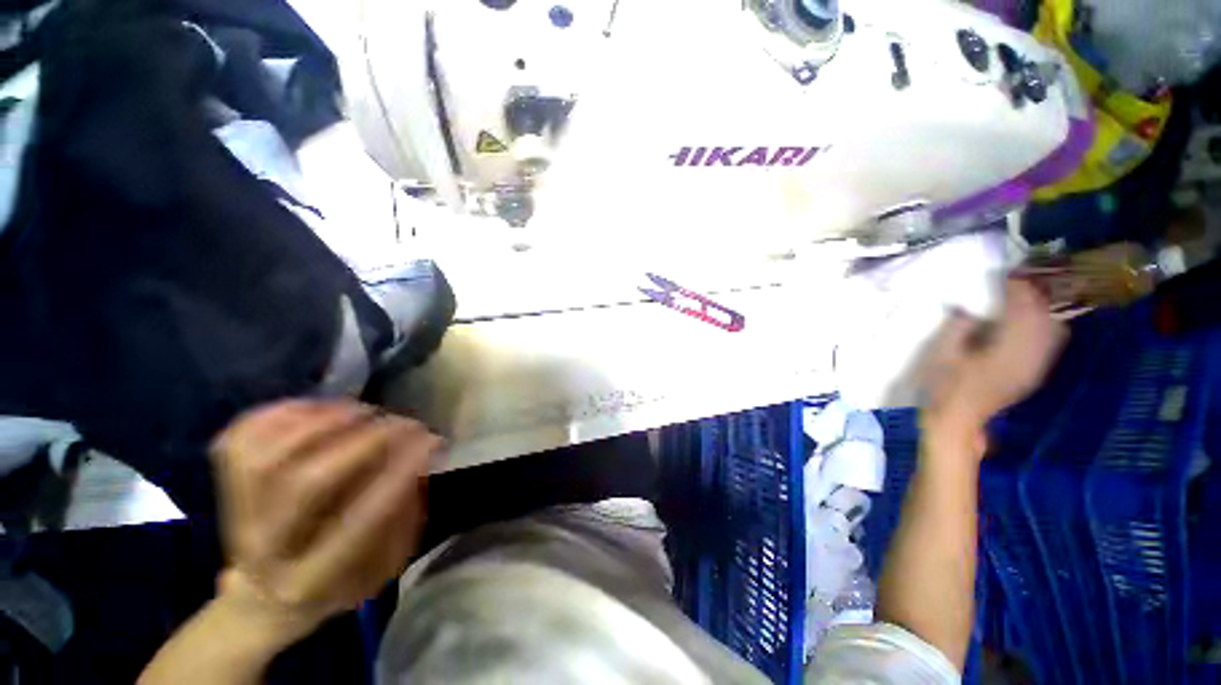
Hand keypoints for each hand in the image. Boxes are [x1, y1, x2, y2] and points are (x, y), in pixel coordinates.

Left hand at [210, 400, 438, 641]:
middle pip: (306, 483)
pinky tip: (321, 409)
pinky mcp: (223, 487)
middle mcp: (266, 549)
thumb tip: (418, 458)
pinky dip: (281, 414)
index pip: (358, 523)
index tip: (432, 441)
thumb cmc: (340, 580)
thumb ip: (403, 515)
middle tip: (403, 422)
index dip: (399, 474)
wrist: (266, 597)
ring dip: (323, 422)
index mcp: (312, 580)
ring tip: (364, 411)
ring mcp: (237, 516)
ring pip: (266, 455)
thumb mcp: (383, 565)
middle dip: (365, 442)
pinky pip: (240, 438)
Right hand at [921, 279, 1067, 449]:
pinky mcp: (1035, 371)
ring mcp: (1036, 365)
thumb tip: (971, 306)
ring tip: (1023, 295)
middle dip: (1033, 293)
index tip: (1005, 273)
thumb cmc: (944, 386)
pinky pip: (1050, 340)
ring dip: (1041, 307)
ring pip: (1053, 326)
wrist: (958, 420)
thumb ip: (959, 326)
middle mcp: (1031, 355)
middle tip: (1015, 280)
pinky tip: (1028, 319)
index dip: (1016, 287)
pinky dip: (1043, 323)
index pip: (1022, 309)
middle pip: (1044, 315)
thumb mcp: (942, 354)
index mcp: (1008, 350)